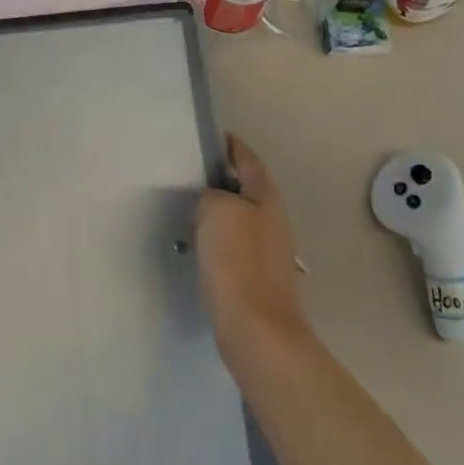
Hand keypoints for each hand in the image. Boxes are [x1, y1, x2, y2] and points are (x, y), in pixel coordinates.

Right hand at [195, 136, 309, 359]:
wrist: (256, 328)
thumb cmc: (237, 260)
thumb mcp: (217, 210)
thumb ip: (212, 196)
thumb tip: (213, 204)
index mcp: (266, 197)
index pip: (248, 160)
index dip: (231, 146)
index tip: (213, 137)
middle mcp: (273, 219)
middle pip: (246, 188)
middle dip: (223, 179)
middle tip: (191, 174)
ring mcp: (269, 250)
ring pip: (240, 217)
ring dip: (219, 211)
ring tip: (189, 209)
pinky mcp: (258, 275)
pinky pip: (235, 243)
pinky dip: (219, 237)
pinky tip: (200, 246)